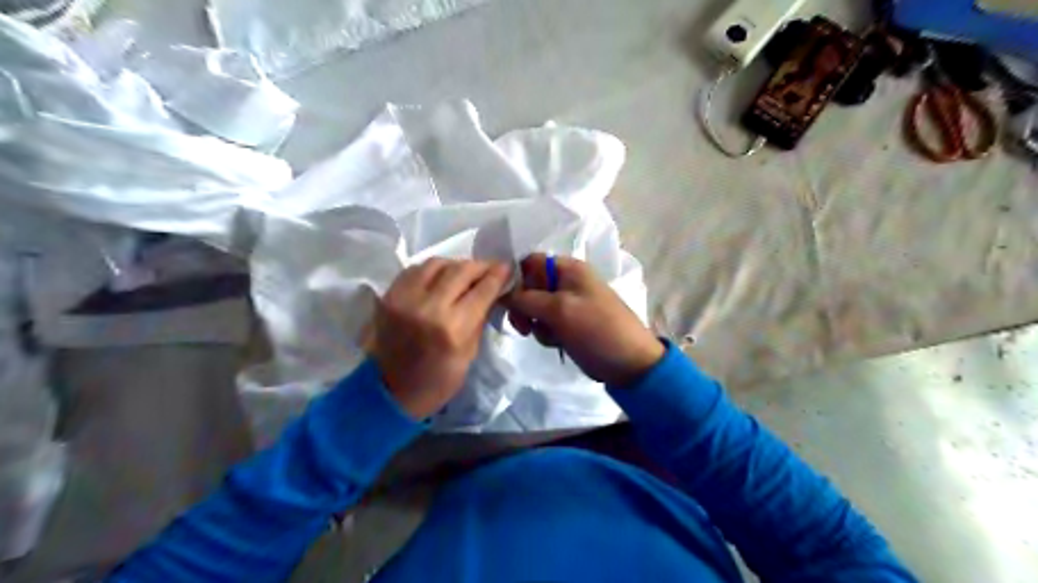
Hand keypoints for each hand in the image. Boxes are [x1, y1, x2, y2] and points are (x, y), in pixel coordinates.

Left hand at [374, 259, 508, 417]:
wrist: (389, 392)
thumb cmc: (437, 382)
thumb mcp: (469, 354)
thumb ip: (480, 318)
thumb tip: (492, 292)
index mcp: (452, 328)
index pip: (482, 290)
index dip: (498, 275)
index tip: (507, 267)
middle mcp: (428, 307)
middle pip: (461, 270)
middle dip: (480, 266)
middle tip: (490, 267)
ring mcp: (405, 298)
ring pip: (437, 263)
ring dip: (456, 265)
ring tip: (465, 272)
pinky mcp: (389, 296)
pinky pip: (415, 269)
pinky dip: (432, 270)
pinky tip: (440, 277)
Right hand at [504, 255, 664, 386]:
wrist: (629, 363)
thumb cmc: (596, 329)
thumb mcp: (559, 310)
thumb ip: (526, 298)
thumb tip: (501, 292)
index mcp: (569, 269)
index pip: (530, 263)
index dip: (515, 279)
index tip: (506, 301)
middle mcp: (567, 282)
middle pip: (529, 286)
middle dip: (524, 306)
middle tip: (524, 326)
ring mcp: (568, 304)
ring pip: (535, 308)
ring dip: (536, 323)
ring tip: (551, 336)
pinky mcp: (569, 324)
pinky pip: (546, 323)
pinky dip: (547, 333)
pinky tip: (558, 343)